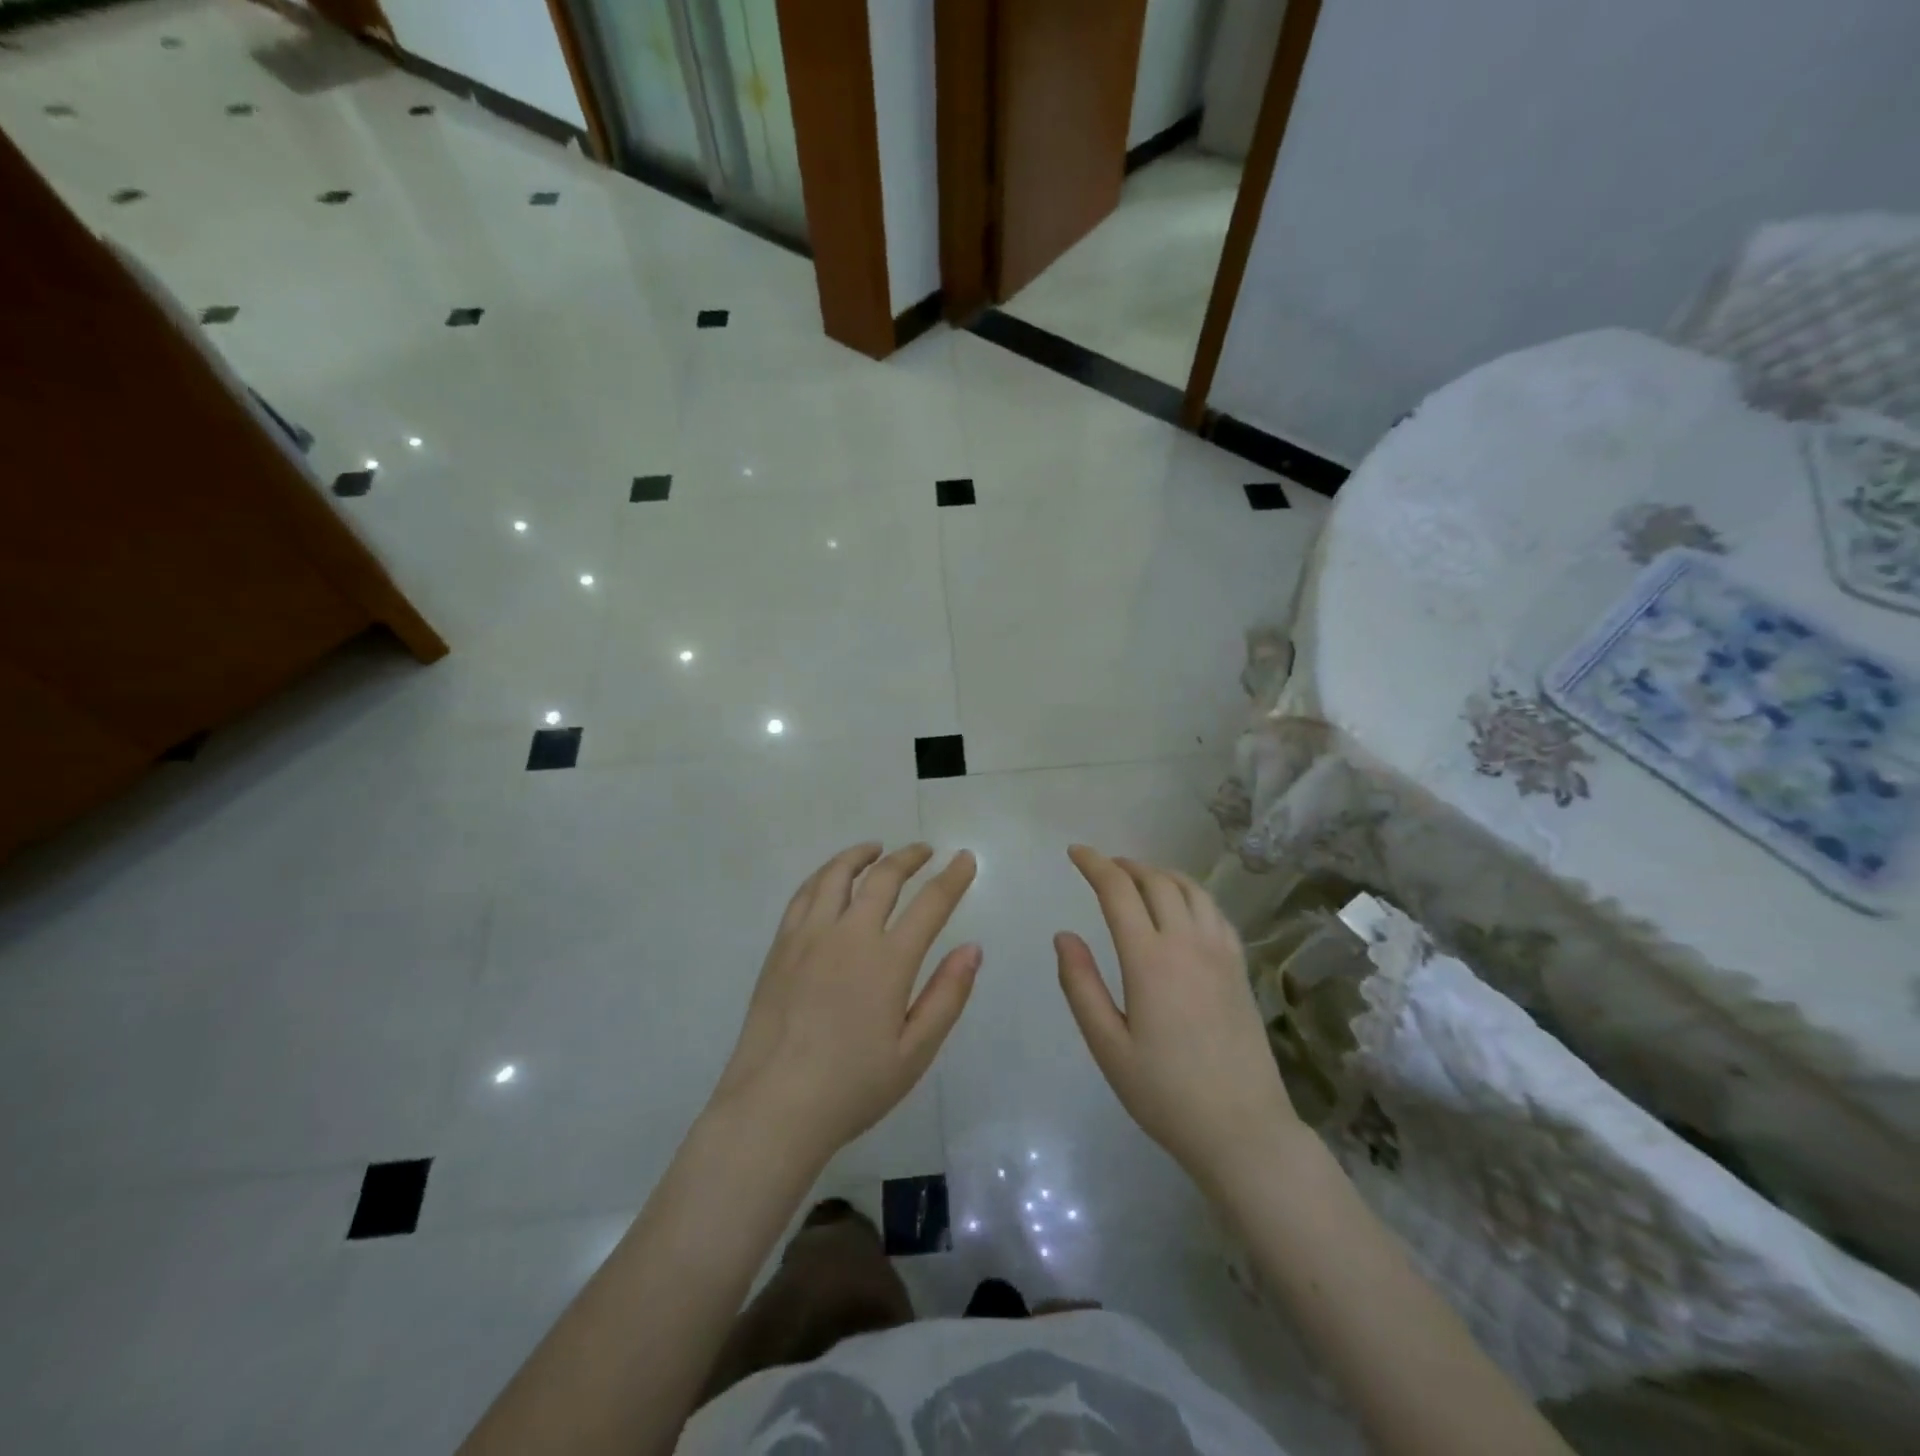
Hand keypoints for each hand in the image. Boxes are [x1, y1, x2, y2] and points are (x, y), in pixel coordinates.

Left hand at [710, 843, 979, 1166]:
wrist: (774, 1106)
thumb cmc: (852, 1086)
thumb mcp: (915, 1053)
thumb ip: (947, 996)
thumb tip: (972, 948)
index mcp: (888, 961)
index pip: (931, 904)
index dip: (952, 878)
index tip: (965, 858)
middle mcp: (849, 934)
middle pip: (884, 877)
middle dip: (909, 857)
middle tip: (925, 851)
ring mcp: (809, 936)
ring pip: (837, 875)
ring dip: (861, 855)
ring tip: (876, 849)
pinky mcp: (781, 946)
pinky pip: (804, 894)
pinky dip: (824, 875)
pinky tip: (831, 878)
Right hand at [1055, 845, 1300, 1183]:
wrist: (1243, 1129)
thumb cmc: (1165, 1093)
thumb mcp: (1108, 1046)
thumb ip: (1081, 985)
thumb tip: (1064, 935)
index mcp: (1150, 960)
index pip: (1119, 891)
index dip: (1095, 864)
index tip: (1075, 852)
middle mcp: (1188, 943)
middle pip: (1156, 881)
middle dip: (1126, 865)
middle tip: (1103, 867)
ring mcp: (1221, 953)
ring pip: (1191, 889)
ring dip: (1160, 874)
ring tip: (1138, 879)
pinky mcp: (1240, 968)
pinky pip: (1215, 911)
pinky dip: (1191, 893)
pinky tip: (1182, 907)